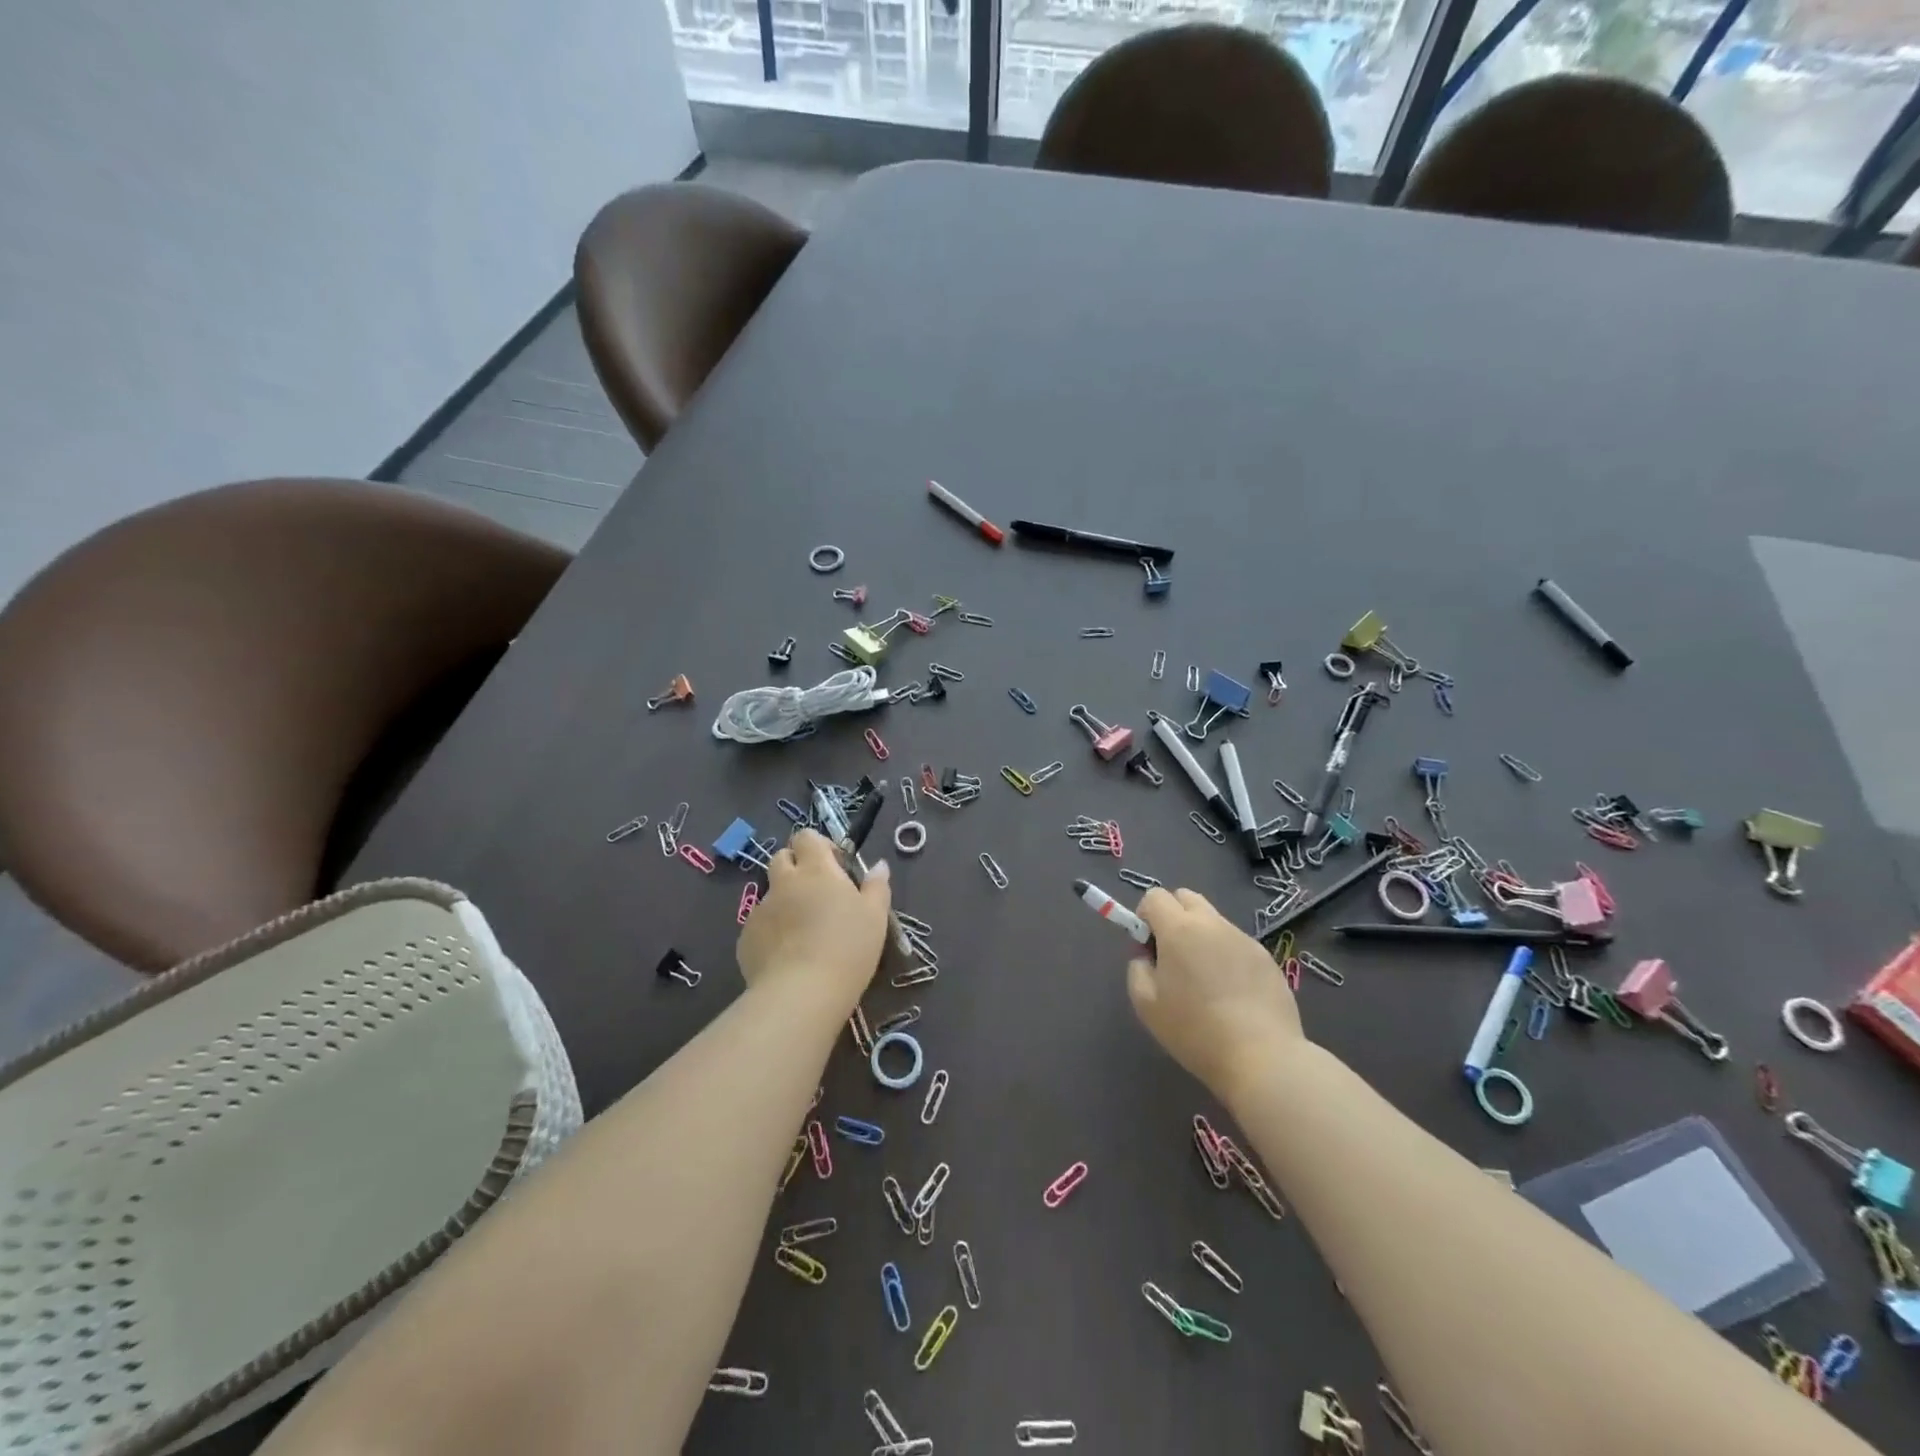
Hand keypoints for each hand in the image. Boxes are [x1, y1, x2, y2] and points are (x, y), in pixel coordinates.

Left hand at [736, 829, 890, 1002]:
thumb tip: (878, 865)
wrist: (801, 994)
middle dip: (796, 867)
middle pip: (781, 857)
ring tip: (803, 932)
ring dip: (785, 902)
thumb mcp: (875, 917)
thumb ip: (877, 886)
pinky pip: (760, 924)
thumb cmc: (847, 948)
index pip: (806, 836)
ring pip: (770, 894)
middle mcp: (784, 882)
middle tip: (817, 894)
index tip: (836, 867)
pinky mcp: (745, 938)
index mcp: (815, 869)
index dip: (819, 846)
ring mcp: (760, 909)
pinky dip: (772, 931)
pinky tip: (787, 956)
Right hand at [1127, 888, 1305, 1102]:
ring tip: (1206, 981)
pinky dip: (1226, 956)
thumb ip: (1138, 968)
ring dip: (1201, 937)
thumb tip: (1147, 955)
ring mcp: (1243, 938)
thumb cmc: (1195, 1030)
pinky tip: (1232, 994)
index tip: (1148, 947)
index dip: (1145, 916)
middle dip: (1173, 916)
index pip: (1154, 896)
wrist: (1262, 1057)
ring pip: (1213, 921)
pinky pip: (1236, 943)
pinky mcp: (1266, 957)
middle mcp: (1212, 923)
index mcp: (1179, 929)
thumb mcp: (1146, 1004)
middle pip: (1186, 897)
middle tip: (1173, 956)